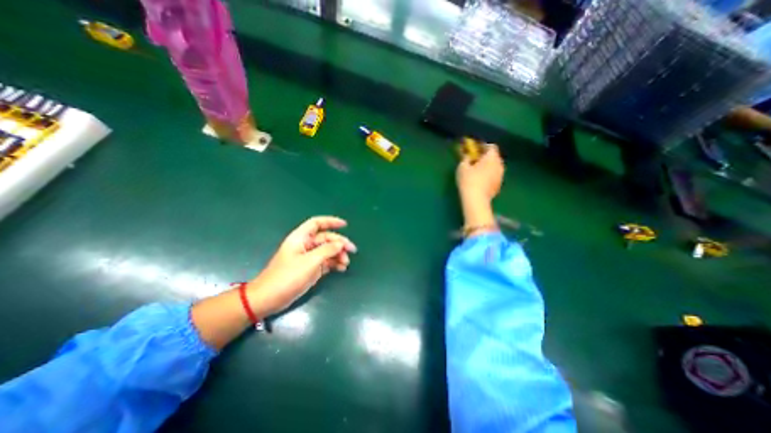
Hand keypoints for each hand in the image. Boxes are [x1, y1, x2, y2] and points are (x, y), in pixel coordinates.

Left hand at [246, 216, 356, 314]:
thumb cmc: (287, 277)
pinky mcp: (310, 269)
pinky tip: (342, 269)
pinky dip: (334, 264)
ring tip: (346, 263)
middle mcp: (305, 246)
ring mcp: (308, 258)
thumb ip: (327, 250)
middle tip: (352, 250)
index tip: (345, 225)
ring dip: (338, 255)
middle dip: (339, 243)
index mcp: (301, 238)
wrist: (269, 299)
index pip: (316, 223)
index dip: (331, 221)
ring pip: (327, 251)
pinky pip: (326, 262)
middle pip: (326, 238)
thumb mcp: (309, 262)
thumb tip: (341, 243)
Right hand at [453, 142, 502, 201]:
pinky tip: (480, 182)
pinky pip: (494, 176)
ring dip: (487, 167)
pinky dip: (488, 176)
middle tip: (474, 161)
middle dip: (485, 157)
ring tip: (476, 172)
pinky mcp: (499, 185)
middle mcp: (499, 164)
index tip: (474, 150)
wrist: (476, 199)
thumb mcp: (462, 167)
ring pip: (494, 167)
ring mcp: (501, 176)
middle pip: (494, 157)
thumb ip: (466, 158)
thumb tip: (468, 156)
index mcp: (492, 157)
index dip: (482, 147)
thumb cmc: (468, 180)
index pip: (491, 146)